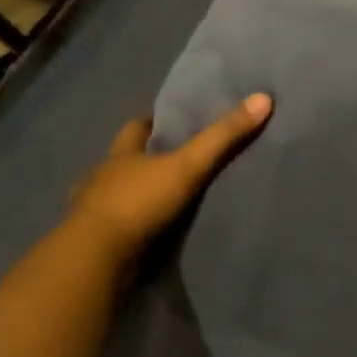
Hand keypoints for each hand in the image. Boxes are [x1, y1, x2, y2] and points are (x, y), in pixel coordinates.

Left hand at [70, 93, 272, 260]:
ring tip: (167, 199)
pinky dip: (132, 227)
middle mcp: (102, 177)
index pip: (136, 127)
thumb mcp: (188, 165)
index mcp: (120, 154)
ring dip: (137, 195)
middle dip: (146, 159)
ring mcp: (94, 211)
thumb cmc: (138, 202)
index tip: (174, 120)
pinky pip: (117, 228)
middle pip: (126, 160)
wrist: (96, 258)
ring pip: (119, 195)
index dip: (154, 121)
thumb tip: (263, 98)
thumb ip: (223, 137)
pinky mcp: (95, 243)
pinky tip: (148, 233)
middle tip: (178, 160)